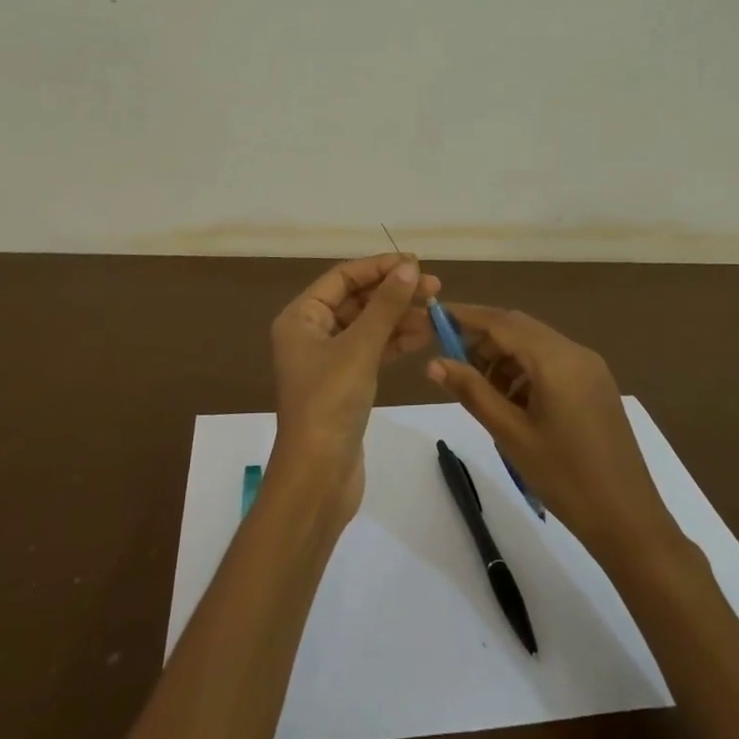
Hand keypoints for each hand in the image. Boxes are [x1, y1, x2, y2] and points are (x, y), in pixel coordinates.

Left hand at [269, 254, 439, 524]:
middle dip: (394, 292)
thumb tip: (410, 267)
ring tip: (437, 311)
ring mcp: (329, 360)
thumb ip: (386, 305)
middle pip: (357, 300)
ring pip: (368, 325)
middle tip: (435, 288)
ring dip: (400, 316)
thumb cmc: (330, 403)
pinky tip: (424, 335)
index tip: (417, 263)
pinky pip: (373, 350)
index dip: (379, 267)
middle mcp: (311, 333)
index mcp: (301, 317)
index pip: (343, 277)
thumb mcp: (359, 348)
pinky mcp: (346, 383)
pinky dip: (396, 341)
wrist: (318, 476)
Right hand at [428, 304, 680, 564]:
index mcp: (556, 359)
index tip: (434, 316)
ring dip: (504, 358)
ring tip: (482, 392)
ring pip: (535, 345)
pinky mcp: (596, 384)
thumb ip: (472, 391)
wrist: (628, 519)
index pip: (501, 322)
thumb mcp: (510, 434)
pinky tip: (512, 403)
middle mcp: (575, 351)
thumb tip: (434, 363)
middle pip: (519, 328)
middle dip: (483, 340)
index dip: (465, 316)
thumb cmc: (564, 477)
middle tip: (452, 363)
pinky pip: (552, 362)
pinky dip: (526, 371)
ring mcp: (590, 367)